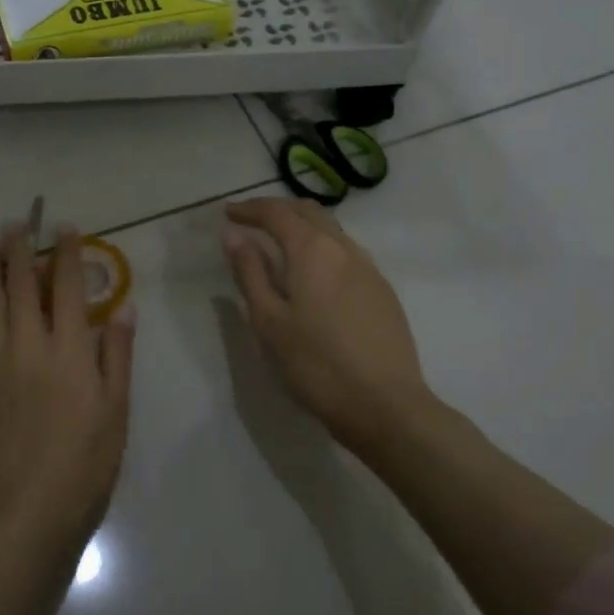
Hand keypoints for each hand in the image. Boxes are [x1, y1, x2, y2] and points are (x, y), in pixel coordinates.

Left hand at [0, 224, 136, 552]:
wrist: (26, 510)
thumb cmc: (84, 463)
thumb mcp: (117, 410)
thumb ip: (117, 355)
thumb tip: (122, 308)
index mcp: (70, 349)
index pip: (68, 286)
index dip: (66, 253)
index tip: (64, 228)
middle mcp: (30, 345)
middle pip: (23, 285)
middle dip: (20, 249)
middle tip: (16, 223)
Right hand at [222, 197, 436, 457]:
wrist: (385, 406)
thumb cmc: (316, 364)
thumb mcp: (269, 321)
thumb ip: (251, 273)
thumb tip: (234, 235)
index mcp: (313, 251)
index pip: (278, 213)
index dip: (250, 208)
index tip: (228, 213)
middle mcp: (345, 249)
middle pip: (309, 213)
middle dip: (278, 210)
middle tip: (252, 221)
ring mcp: (370, 269)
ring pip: (332, 231)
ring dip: (303, 227)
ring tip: (280, 244)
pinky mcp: (383, 292)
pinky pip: (347, 253)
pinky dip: (323, 248)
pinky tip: (314, 274)